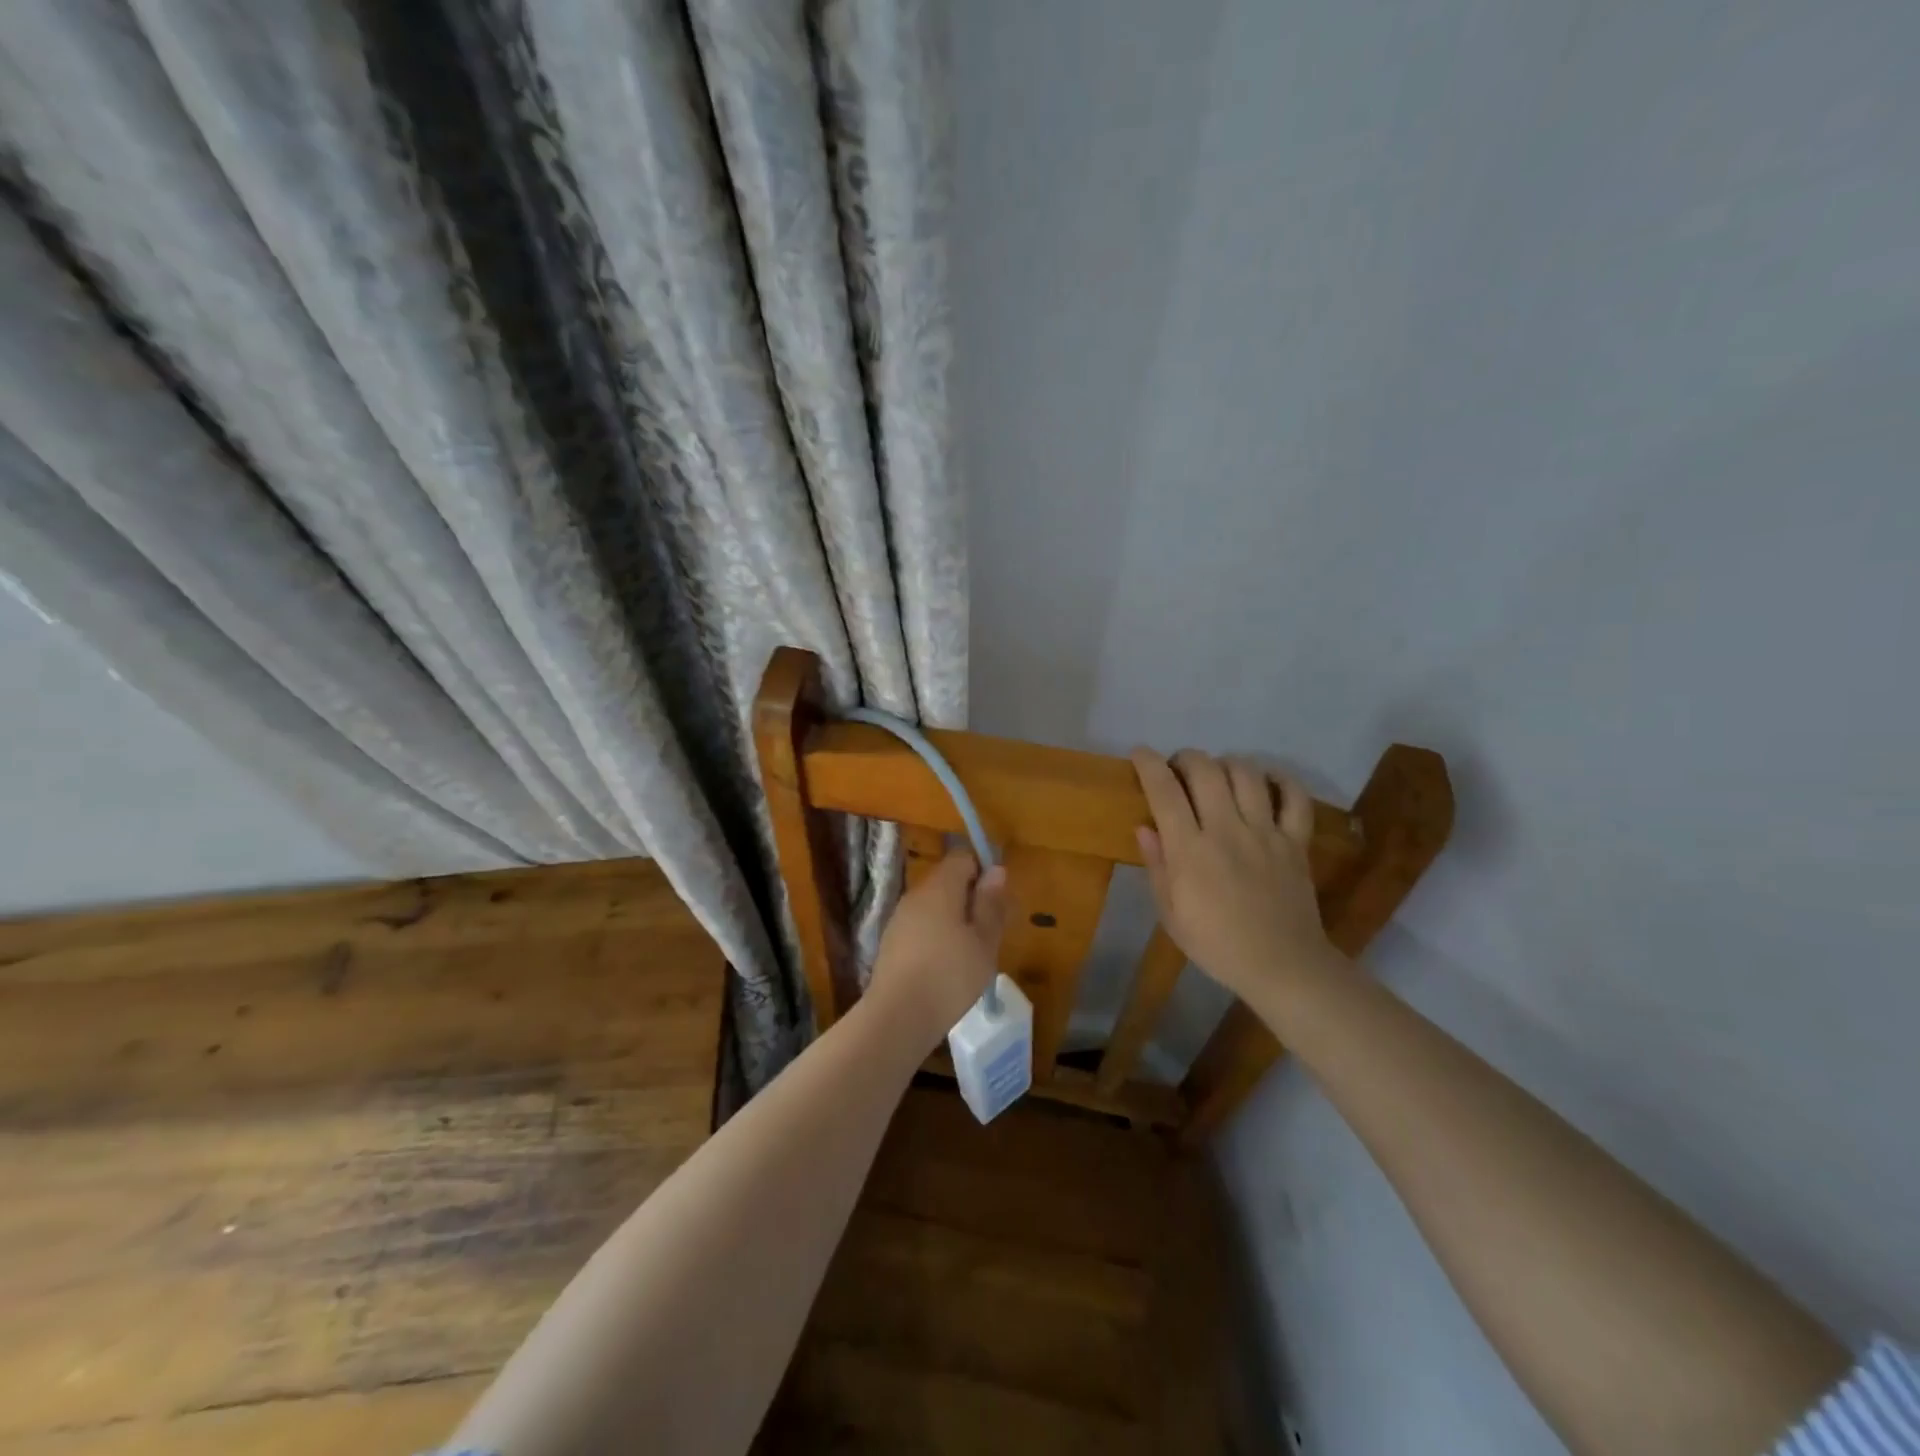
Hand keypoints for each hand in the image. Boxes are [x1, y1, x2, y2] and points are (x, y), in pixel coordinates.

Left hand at [868, 852, 1008, 1049]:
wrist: (897, 1016)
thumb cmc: (950, 975)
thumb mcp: (984, 941)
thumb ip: (990, 903)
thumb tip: (996, 870)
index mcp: (940, 887)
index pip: (962, 857)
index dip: (983, 870)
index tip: (997, 900)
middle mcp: (916, 894)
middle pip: (947, 881)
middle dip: (971, 898)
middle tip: (990, 932)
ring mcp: (900, 918)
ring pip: (934, 905)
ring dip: (955, 920)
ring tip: (971, 953)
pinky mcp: (891, 942)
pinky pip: (921, 926)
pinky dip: (937, 936)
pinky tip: (946, 967)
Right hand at [1131, 748, 1337, 1006]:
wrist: (1282, 966)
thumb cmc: (1216, 945)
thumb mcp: (1171, 914)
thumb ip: (1158, 867)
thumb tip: (1144, 827)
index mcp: (1190, 850)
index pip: (1164, 791)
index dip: (1148, 764)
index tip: (1140, 753)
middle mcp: (1227, 830)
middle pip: (1206, 770)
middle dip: (1186, 757)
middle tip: (1179, 767)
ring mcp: (1266, 832)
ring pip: (1247, 774)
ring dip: (1227, 763)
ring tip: (1219, 773)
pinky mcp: (1296, 841)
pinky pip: (1295, 797)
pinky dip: (1281, 780)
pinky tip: (1266, 781)